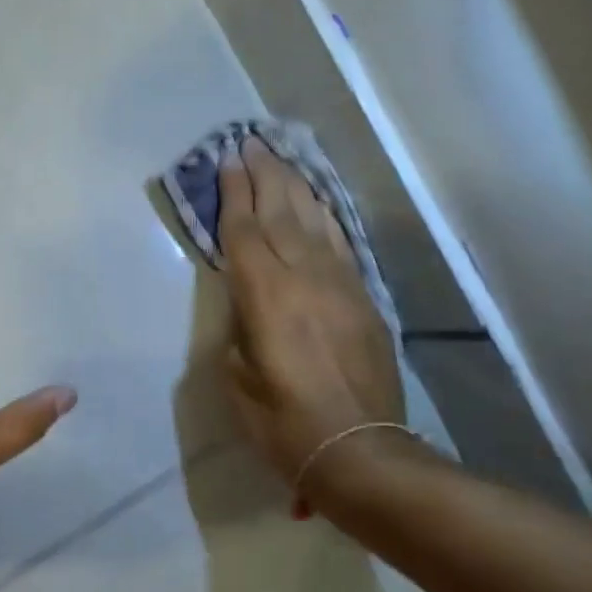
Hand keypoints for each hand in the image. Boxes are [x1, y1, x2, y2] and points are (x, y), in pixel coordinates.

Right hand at [219, 137, 405, 495]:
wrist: (358, 449)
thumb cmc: (282, 421)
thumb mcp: (236, 376)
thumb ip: (239, 324)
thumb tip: (247, 299)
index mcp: (265, 294)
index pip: (245, 229)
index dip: (234, 192)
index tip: (227, 160)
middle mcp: (304, 276)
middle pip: (281, 211)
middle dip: (264, 174)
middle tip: (251, 142)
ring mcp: (340, 283)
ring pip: (314, 220)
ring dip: (295, 186)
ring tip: (281, 159)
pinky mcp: (364, 297)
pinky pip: (341, 243)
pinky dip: (325, 217)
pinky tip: (318, 203)